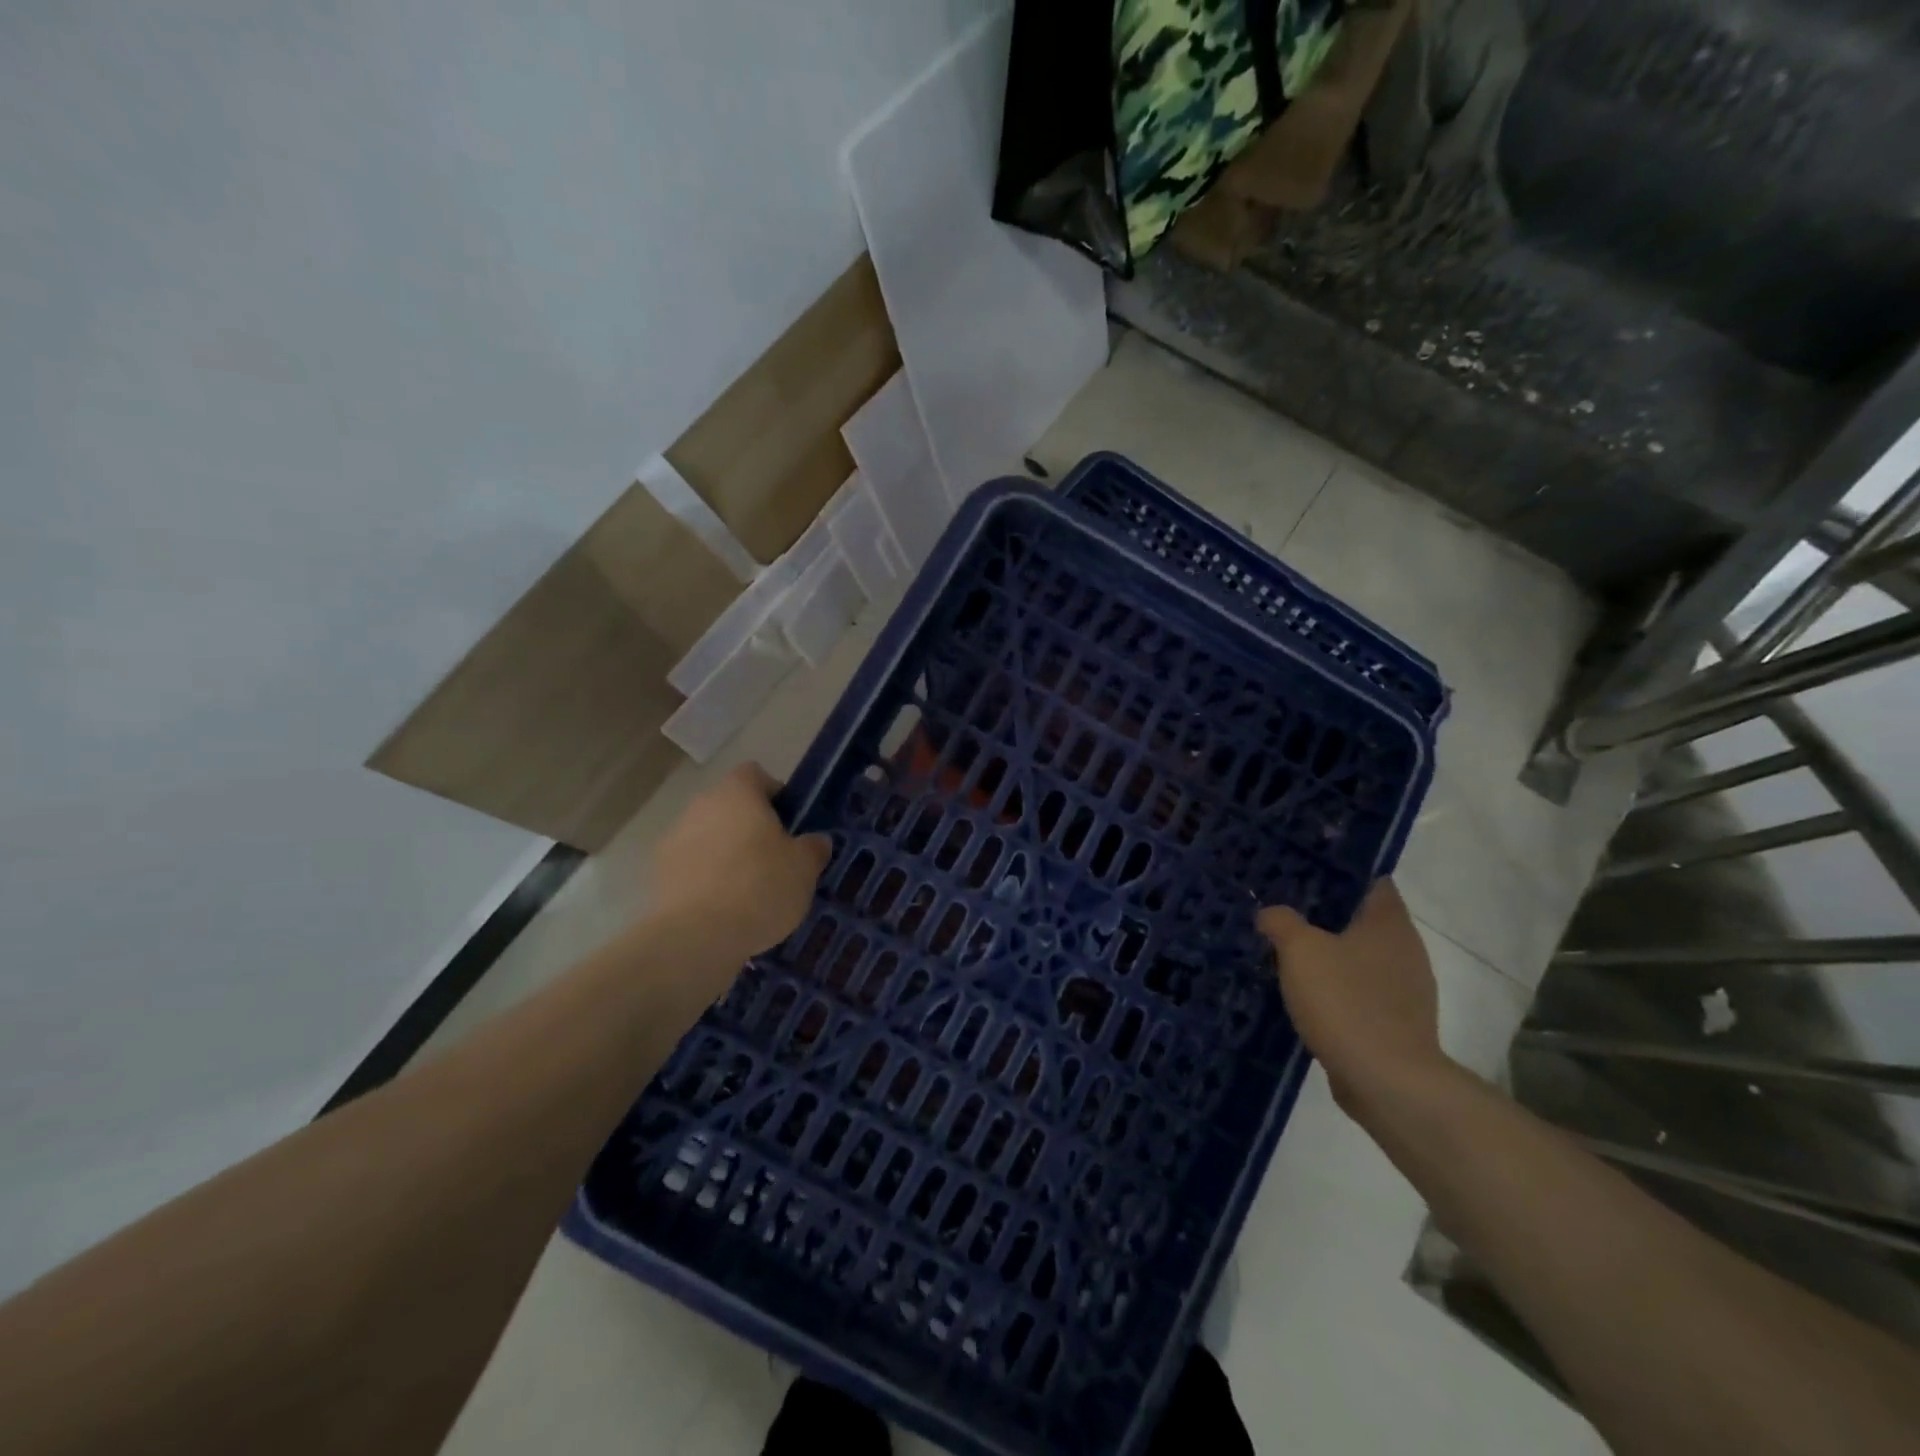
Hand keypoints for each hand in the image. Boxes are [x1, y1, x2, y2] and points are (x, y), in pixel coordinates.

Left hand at [649, 764, 830, 965]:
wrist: (695, 936)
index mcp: (738, 793)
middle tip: (774, 859)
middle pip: (730, 806)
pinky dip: (705, 878)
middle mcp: (701, 805)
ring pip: (708, 836)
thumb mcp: (804, 869)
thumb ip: (813, 848)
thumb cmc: (760, 887)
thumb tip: (815, 841)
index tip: (790, 823)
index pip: (756, 774)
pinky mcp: (658, 873)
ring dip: (725, 852)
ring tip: (747, 890)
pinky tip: (722, 908)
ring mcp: (673, 838)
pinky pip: (691, 866)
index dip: (775, 794)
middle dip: (750, 827)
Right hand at [1258, 880, 1449, 1115]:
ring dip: (1331, 957)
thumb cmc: (1346, 1001)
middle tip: (1286, 911)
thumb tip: (1270, 914)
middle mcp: (1406, 951)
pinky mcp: (1397, 1025)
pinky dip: (1338, 991)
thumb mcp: (1300, 949)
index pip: (1373, 882)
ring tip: (1289, 954)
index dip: (1342, 874)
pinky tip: (1307, 997)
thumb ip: (1282, 922)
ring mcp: (1406, 992)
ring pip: (1362, 959)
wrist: (1386, 1081)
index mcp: (1389, 924)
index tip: (1306, 873)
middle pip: (1364, 921)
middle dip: (1328, 916)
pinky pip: (1362, 994)